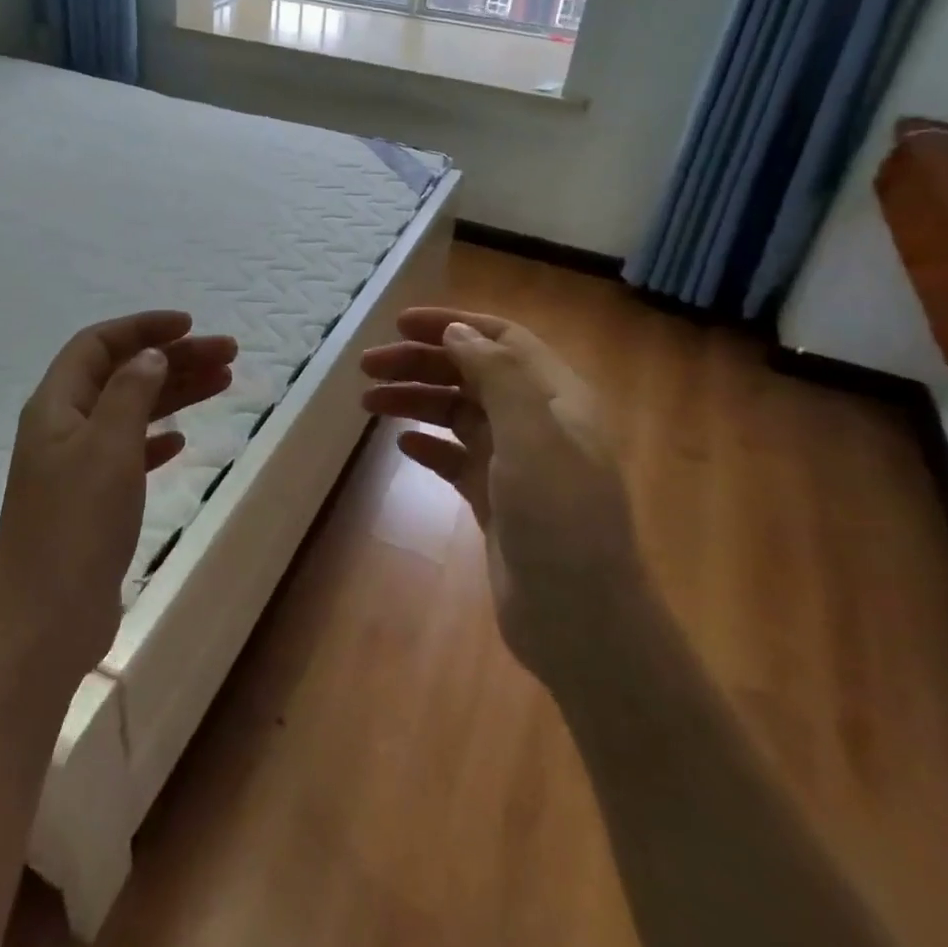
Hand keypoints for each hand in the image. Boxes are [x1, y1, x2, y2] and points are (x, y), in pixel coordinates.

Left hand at [0, 311, 237, 679]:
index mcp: (56, 405)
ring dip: (173, 394)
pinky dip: (156, 440)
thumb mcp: (108, 446)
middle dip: (173, 358)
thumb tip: (150, 355)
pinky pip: (128, 453)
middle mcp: (63, 427)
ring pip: (130, 412)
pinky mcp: (91, 501)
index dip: (142, 327)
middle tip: (228, 353)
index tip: (190, 325)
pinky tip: (181, 441)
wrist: (46, 620)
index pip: (98, 344)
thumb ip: (130, 392)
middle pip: (122, 374)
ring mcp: (75, 466)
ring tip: (223, 381)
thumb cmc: (77, 524)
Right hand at [361, 308, 641, 682]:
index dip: (451, 325)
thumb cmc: (560, 521)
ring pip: (459, 414)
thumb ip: (498, 376)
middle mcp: (537, 422)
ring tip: (368, 403)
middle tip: (367, 367)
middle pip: (472, 374)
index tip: (399, 324)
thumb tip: (457, 332)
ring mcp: (516, 463)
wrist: (580, 622)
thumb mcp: (533, 437)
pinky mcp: (497, 499)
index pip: (500, 339)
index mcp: (556, 398)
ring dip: (416, 401)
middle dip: (420, 363)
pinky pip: (456, 458)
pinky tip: (402, 445)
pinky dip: (429, 445)